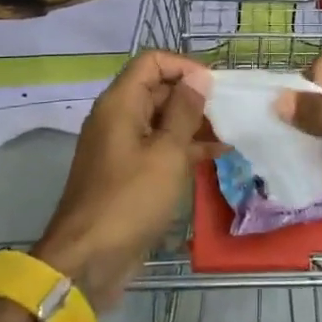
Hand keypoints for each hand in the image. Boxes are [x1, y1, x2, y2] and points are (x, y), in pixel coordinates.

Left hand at [33, 50, 209, 310]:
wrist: (89, 259)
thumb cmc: (131, 199)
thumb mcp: (167, 152)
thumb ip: (185, 111)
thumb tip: (198, 77)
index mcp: (120, 103)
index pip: (152, 62)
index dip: (185, 66)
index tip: (215, 86)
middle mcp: (117, 118)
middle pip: (157, 89)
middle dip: (194, 96)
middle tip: (231, 111)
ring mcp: (121, 146)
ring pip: (161, 120)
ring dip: (193, 123)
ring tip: (231, 132)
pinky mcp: (128, 173)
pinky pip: (158, 147)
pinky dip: (184, 147)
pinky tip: (217, 155)